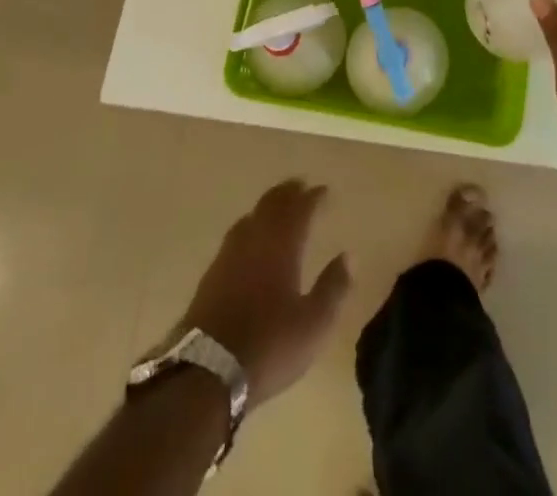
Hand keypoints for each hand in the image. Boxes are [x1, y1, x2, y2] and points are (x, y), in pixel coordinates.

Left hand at [180, 179, 352, 410]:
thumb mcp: (313, 325)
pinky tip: (249, 234)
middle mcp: (256, 239)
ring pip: (253, 214)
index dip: (314, 197)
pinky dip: (250, 223)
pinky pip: (236, 232)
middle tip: (301, 185)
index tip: (325, 190)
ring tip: (278, 203)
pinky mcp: (212, 272)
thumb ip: (333, 288)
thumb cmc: (269, 345)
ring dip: (268, 203)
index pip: (301, 209)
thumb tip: (349, 256)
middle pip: (273, 204)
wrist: (207, 370)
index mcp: (283, 246)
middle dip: (289, 192)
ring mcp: (230, 253)